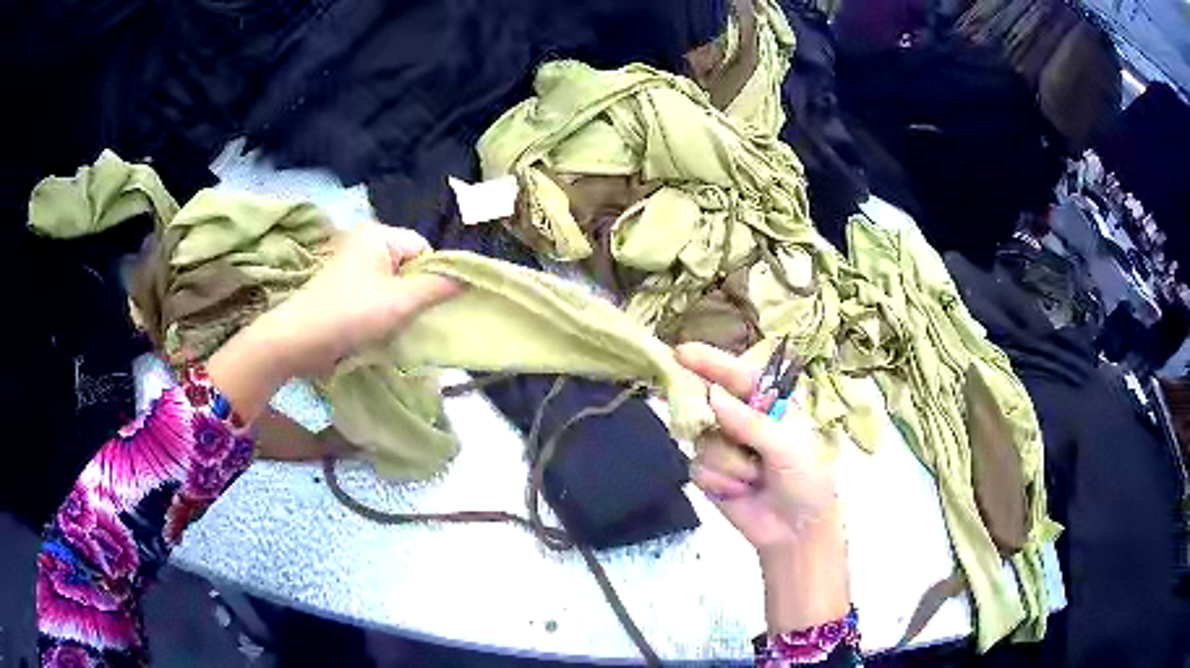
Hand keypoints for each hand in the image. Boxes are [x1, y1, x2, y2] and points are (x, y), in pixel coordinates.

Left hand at [263, 223, 462, 377]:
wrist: (299, 341)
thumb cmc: (351, 314)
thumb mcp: (401, 301)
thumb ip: (439, 286)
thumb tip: (471, 277)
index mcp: (379, 234)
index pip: (424, 249)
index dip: (433, 276)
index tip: (428, 305)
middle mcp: (366, 243)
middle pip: (410, 266)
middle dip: (416, 293)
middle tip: (412, 318)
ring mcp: (353, 266)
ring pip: (395, 284)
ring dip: (400, 306)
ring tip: (395, 326)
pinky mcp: (345, 288)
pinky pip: (377, 294)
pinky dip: (384, 311)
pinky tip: (380, 328)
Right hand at [676, 342, 836, 549]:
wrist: (796, 531)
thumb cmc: (806, 480)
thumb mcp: (787, 448)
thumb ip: (750, 422)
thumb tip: (712, 396)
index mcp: (768, 404)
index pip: (737, 376)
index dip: (710, 362)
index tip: (682, 352)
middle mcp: (741, 420)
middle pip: (707, 402)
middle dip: (704, 412)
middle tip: (699, 415)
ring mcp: (723, 446)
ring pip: (703, 440)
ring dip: (728, 462)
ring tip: (754, 478)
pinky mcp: (709, 473)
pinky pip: (697, 466)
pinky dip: (719, 480)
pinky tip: (739, 491)